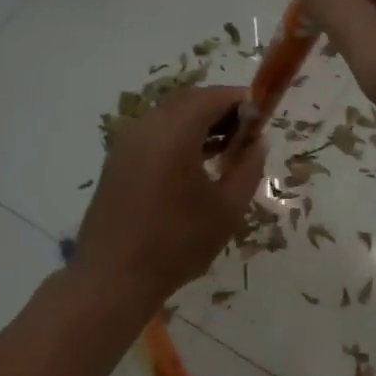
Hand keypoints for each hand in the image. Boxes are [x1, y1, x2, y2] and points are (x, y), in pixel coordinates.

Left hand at [72, 85, 266, 306]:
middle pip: (188, 101)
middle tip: (246, 135)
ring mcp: (126, 144)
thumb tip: (258, 142)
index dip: (240, 101)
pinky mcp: (116, 162)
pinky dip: (177, 138)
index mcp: (174, 132)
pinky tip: (194, 166)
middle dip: (219, 110)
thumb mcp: (227, 209)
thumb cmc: (177, 243)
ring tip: (225, 151)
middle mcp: (146, 127)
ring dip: (198, 124)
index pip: (212, 97)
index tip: (262, 117)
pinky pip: (152, 135)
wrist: (113, 278)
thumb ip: (248, 168)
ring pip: (168, 117)